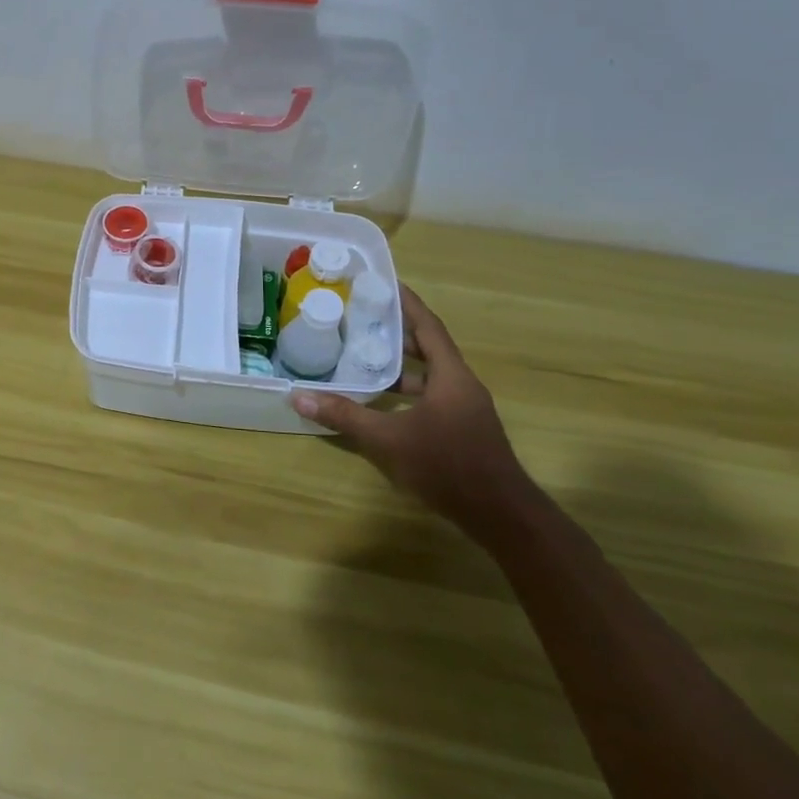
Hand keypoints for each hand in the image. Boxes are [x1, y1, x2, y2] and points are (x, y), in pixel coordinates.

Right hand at [292, 287, 530, 533]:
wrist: (500, 516)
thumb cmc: (447, 466)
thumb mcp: (388, 440)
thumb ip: (344, 416)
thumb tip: (298, 397)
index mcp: (451, 376)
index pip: (428, 326)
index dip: (407, 303)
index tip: (384, 282)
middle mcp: (461, 385)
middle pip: (428, 347)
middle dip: (397, 331)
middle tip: (362, 316)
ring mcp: (464, 409)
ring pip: (429, 374)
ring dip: (400, 364)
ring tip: (363, 354)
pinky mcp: (462, 429)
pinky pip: (431, 395)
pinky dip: (406, 390)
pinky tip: (381, 401)